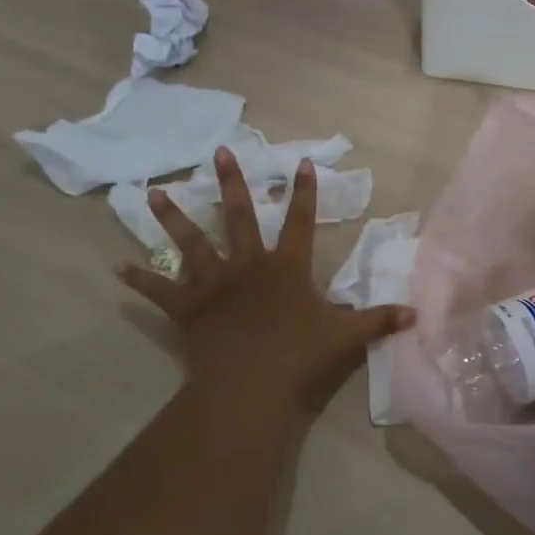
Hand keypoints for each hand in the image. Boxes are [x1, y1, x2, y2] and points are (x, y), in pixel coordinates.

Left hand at [118, 147, 414, 412]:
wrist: (252, 382)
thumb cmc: (299, 355)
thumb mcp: (346, 336)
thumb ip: (379, 320)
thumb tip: (417, 314)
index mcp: (286, 266)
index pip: (301, 221)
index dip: (304, 192)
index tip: (301, 163)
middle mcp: (247, 264)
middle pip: (238, 216)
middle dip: (231, 183)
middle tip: (219, 152)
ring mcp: (214, 283)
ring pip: (190, 242)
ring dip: (172, 217)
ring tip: (153, 192)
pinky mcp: (187, 307)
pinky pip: (159, 290)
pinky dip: (139, 280)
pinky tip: (117, 269)